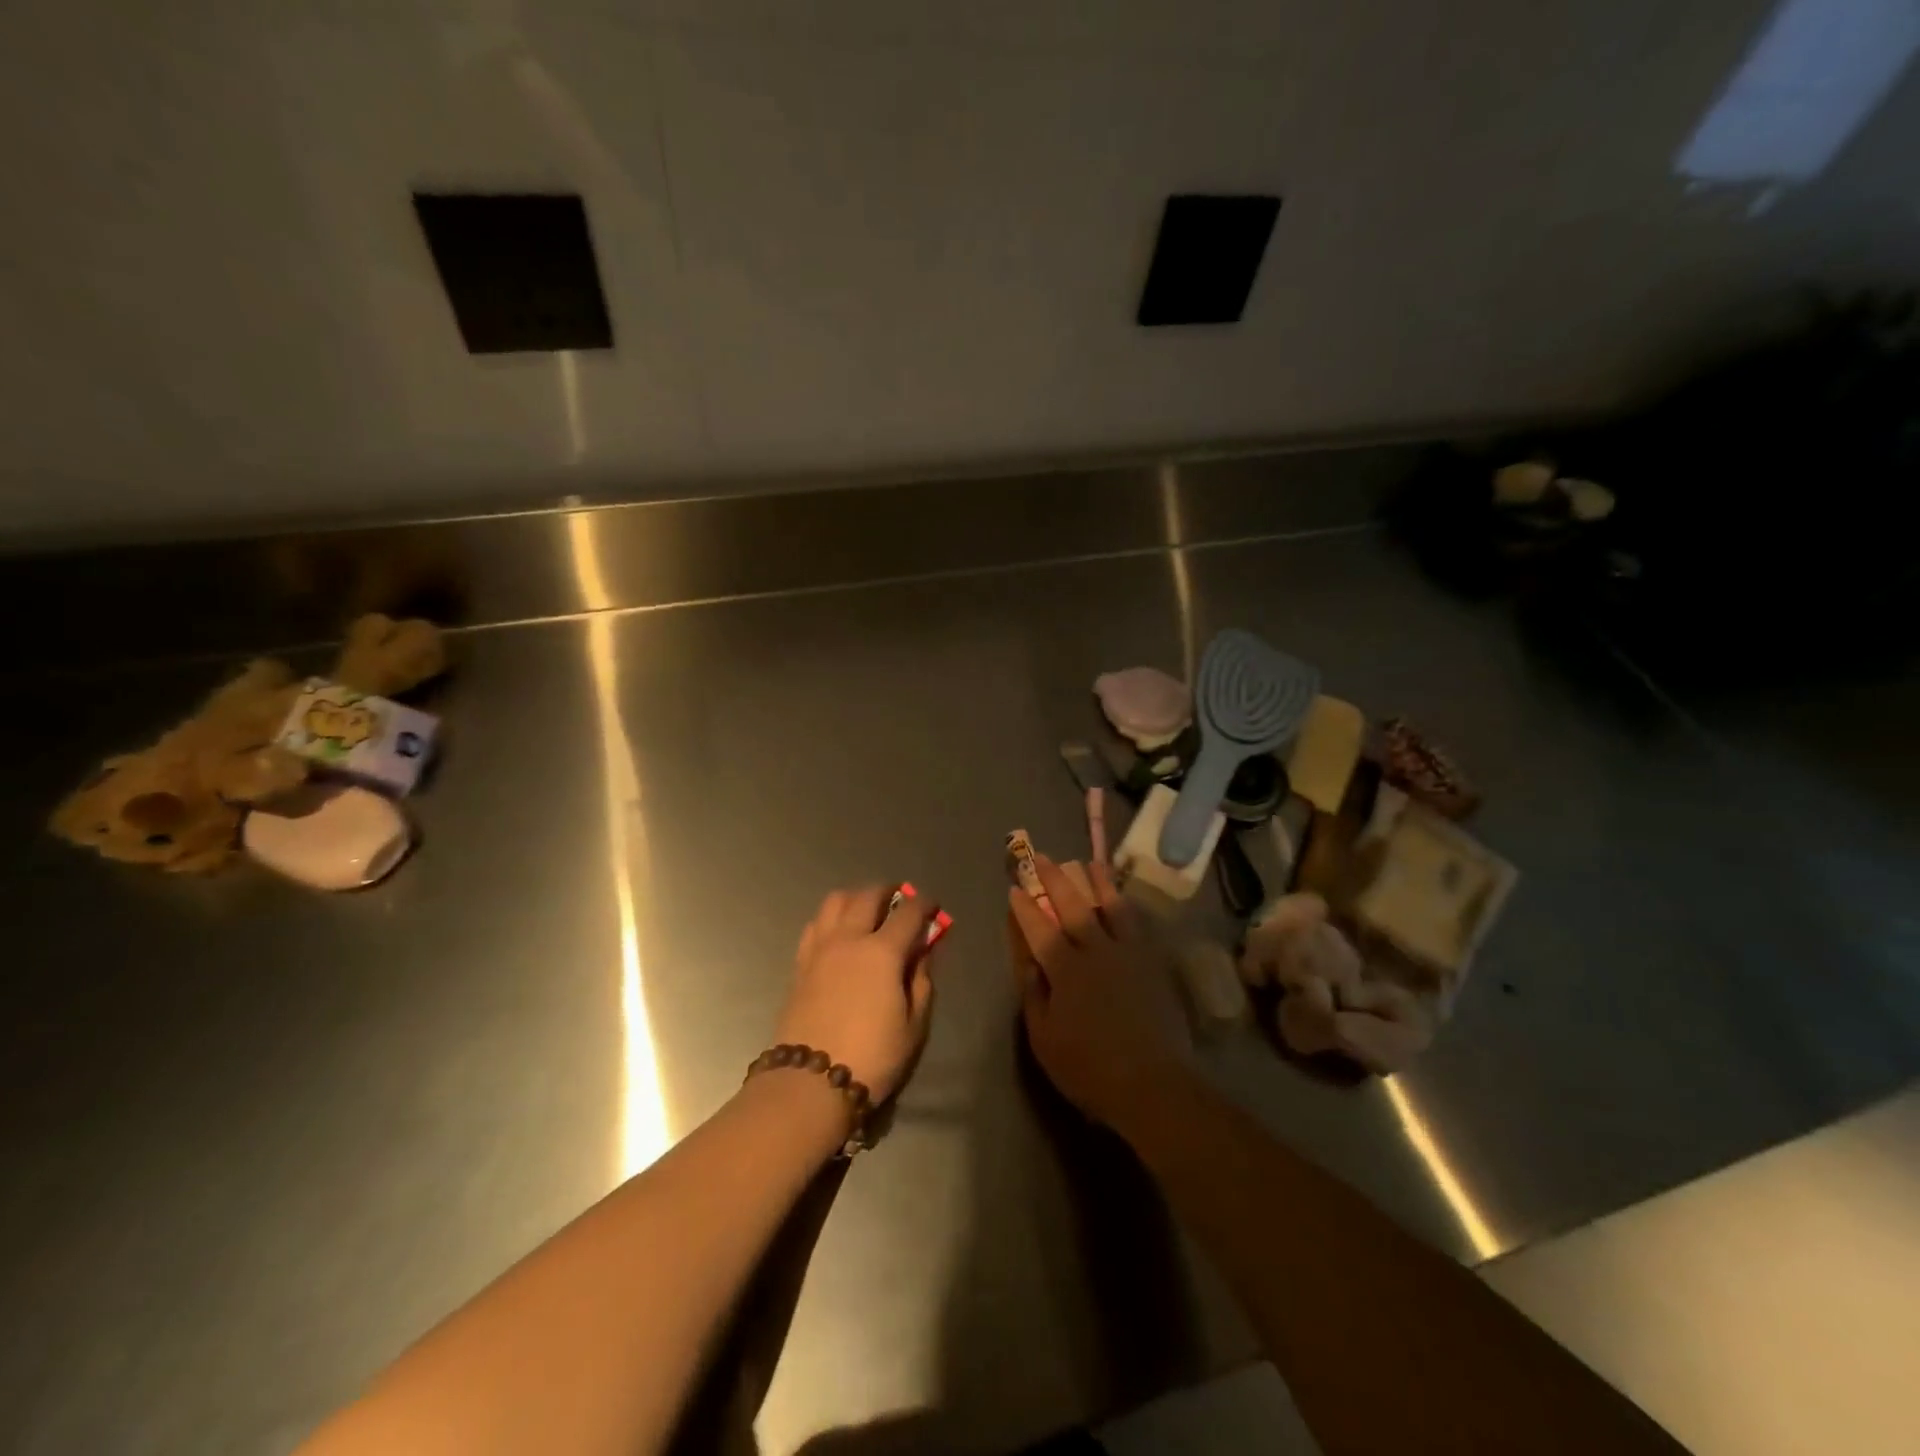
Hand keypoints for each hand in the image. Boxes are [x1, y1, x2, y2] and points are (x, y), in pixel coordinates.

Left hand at [774, 886, 939, 1104]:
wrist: (810, 1083)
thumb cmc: (872, 1057)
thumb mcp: (913, 1025)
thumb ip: (921, 981)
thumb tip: (922, 952)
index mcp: (883, 952)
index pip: (908, 912)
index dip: (924, 904)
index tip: (932, 908)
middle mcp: (850, 939)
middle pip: (869, 895)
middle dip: (889, 891)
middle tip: (900, 900)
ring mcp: (820, 948)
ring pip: (836, 901)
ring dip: (856, 897)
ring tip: (867, 910)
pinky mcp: (800, 963)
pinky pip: (816, 924)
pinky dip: (831, 918)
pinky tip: (839, 933)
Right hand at [1006, 856, 1190, 1131]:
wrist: (1153, 1083)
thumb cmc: (1089, 1068)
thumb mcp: (1045, 1038)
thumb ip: (1035, 995)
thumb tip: (1029, 962)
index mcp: (1065, 970)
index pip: (1039, 929)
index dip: (1024, 907)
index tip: (1014, 887)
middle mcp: (1095, 951)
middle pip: (1073, 906)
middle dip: (1054, 879)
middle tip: (1042, 857)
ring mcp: (1127, 953)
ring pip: (1110, 906)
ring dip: (1097, 881)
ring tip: (1088, 862)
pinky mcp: (1151, 962)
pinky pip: (1136, 922)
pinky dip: (1125, 904)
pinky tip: (1122, 897)